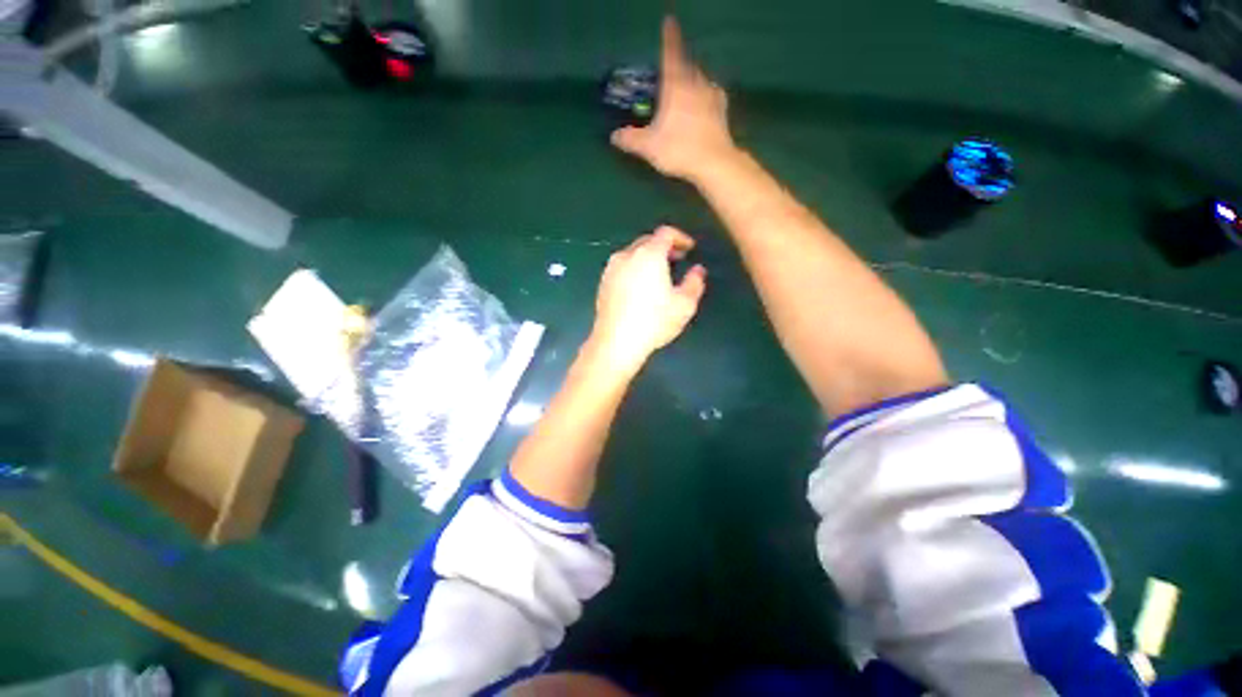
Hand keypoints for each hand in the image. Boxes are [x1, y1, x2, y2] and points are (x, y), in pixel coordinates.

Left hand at [589, 226, 707, 370]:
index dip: (680, 237)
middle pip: (647, 241)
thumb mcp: (684, 305)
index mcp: (649, 254)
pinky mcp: (602, 283)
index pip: (665, 233)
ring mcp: (611, 269)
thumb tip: (698, 270)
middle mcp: (627, 255)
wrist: (616, 342)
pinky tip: (640, 287)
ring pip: (632, 254)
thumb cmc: (654, 321)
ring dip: (648, 258)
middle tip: (677, 259)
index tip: (689, 248)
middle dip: (664, 247)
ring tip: (659, 274)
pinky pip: (622, 267)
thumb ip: (695, 283)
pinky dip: (634, 269)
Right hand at [611, 17, 736, 181]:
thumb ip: (631, 139)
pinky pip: (711, 93)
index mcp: (676, 85)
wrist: (714, 163)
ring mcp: (711, 95)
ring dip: (692, 77)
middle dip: (680, 62)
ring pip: (700, 78)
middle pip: (687, 65)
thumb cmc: (679, 149)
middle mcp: (695, 83)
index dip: (669, 37)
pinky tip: (703, 101)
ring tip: (686, 84)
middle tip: (672, 65)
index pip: (671, 54)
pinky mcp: (722, 110)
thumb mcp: (649, 147)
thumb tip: (614, 136)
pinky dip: (705, 93)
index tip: (669, 21)